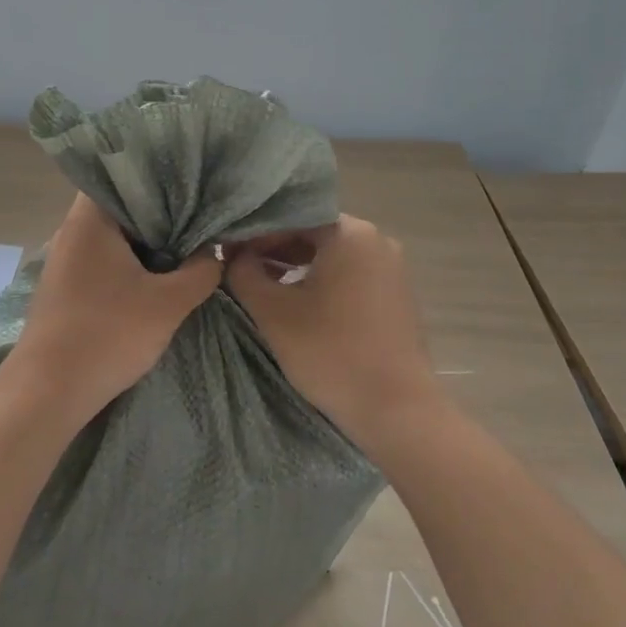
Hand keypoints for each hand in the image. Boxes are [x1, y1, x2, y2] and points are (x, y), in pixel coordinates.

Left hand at [13, 194, 221, 419]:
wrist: (49, 391)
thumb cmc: (108, 334)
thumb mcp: (168, 303)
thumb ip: (200, 271)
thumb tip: (214, 252)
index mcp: (90, 219)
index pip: (124, 175)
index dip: (161, 177)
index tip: (194, 185)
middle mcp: (72, 230)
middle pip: (121, 207)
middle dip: (160, 214)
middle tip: (199, 217)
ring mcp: (65, 260)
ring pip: (113, 237)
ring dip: (145, 243)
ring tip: (186, 245)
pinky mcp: (65, 287)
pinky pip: (103, 260)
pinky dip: (129, 263)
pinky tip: (155, 277)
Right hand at [224, 215, 443, 450]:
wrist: (396, 408)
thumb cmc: (330, 352)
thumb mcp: (272, 311)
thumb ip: (244, 273)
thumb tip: (234, 256)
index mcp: (349, 233)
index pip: (290, 218)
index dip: (254, 234)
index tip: (229, 254)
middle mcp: (376, 240)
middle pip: (313, 233)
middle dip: (275, 249)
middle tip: (242, 270)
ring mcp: (392, 268)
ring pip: (332, 255)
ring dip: (297, 266)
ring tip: (265, 287)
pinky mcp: (397, 295)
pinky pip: (351, 275)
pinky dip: (323, 281)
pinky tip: (300, 303)